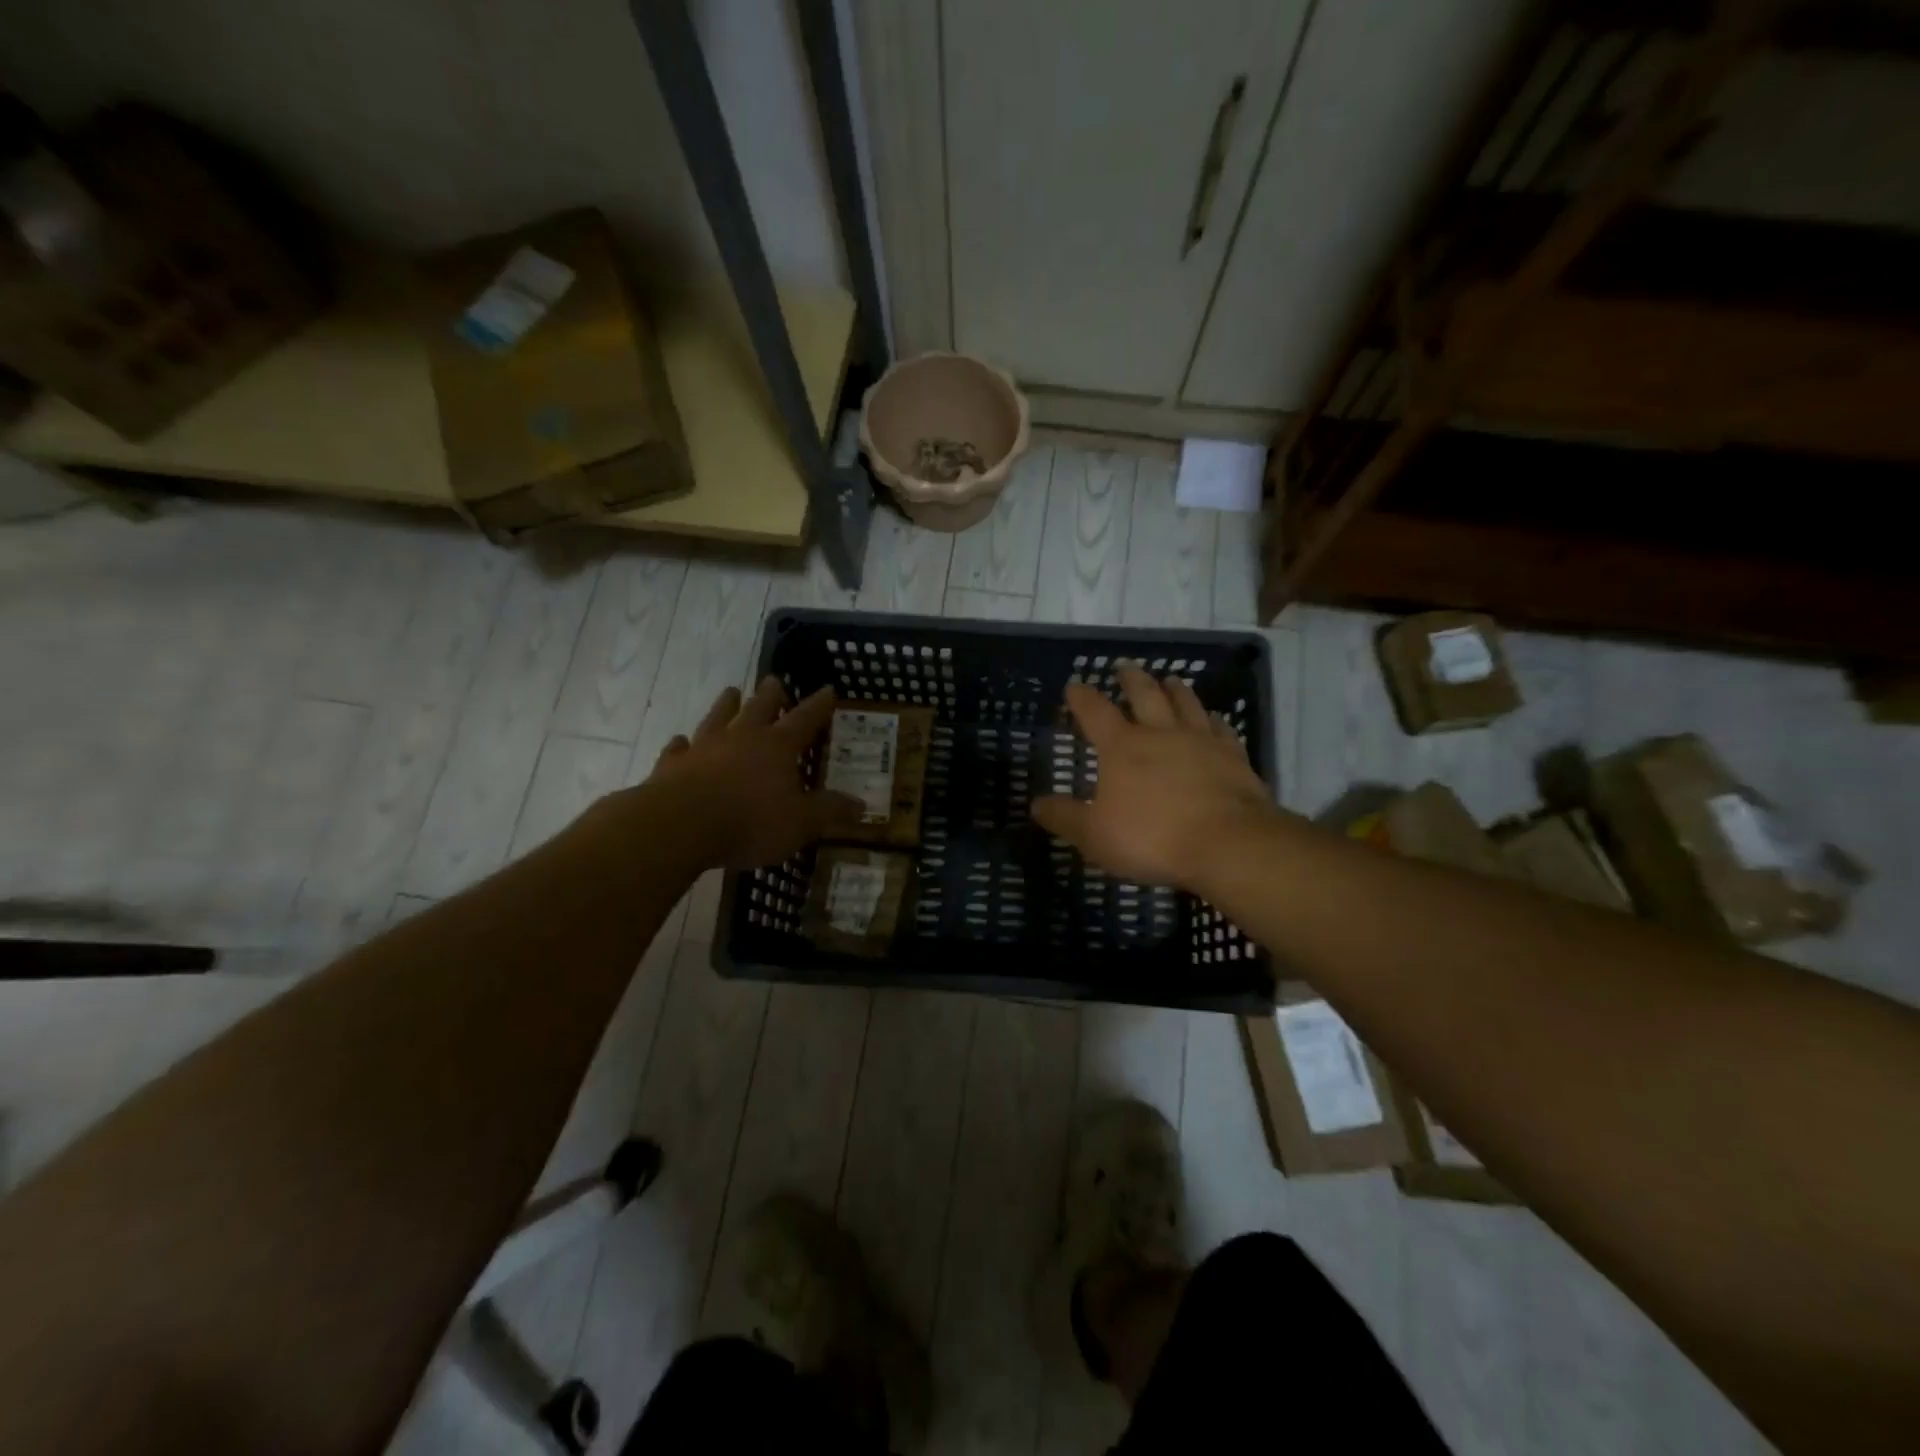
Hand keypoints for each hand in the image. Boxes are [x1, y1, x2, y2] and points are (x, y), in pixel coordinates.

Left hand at [645, 677, 861, 867]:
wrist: (679, 826)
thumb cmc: (750, 822)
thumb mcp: (801, 822)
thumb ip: (829, 811)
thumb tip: (861, 805)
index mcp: (777, 747)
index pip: (805, 719)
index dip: (819, 705)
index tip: (828, 689)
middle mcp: (741, 738)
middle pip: (759, 707)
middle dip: (770, 694)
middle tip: (774, 680)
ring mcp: (704, 748)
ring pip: (718, 718)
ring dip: (726, 705)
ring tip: (732, 691)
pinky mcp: (672, 766)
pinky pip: (678, 748)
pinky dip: (682, 744)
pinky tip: (681, 740)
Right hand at [1032, 666, 1277, 891]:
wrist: (1228, 843)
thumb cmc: (1151, 837)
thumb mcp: (1094, 834)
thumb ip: (1064, 817)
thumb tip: (1036, 804)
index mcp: (1122, 747)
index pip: (1095, 712)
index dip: (1082, 697)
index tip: (1074, 684)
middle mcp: (1161, 733)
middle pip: (1145, 695)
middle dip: (1131, 680)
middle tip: (1125, 666)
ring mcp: (1201, 742)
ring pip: (1186, 704)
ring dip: (1175, 689)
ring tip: (1170, 679)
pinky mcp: (1233, 757)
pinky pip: (1221, 729)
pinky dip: (1214, 720)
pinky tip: (1214, 719)